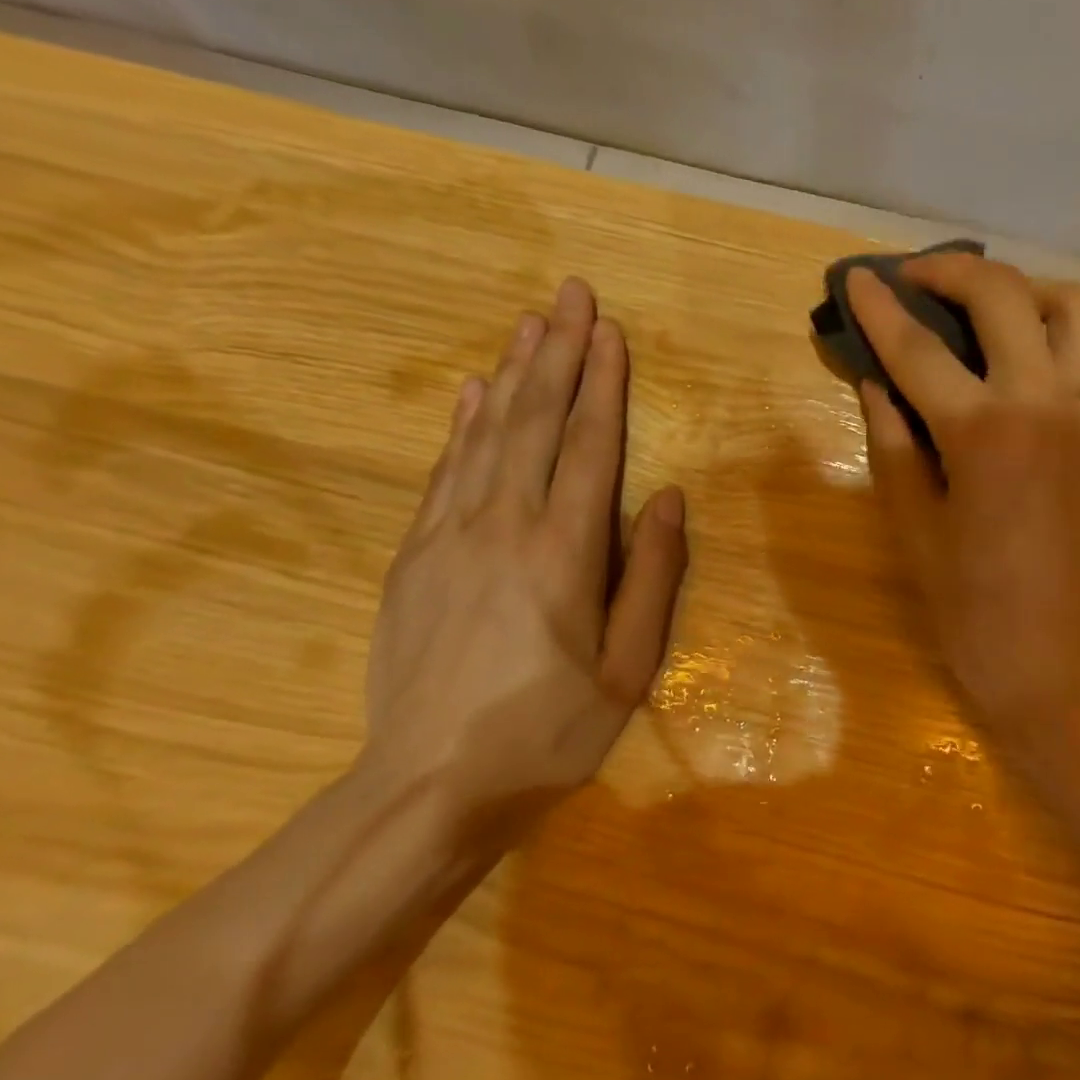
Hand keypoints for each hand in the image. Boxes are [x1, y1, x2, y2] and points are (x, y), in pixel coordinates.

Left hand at [359, 277, 687, 829]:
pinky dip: (463, 425)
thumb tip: (666, 497)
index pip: (588, 447)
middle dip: (558, 353)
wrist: (429, 785)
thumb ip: (652, 576)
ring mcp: (448, 537)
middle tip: (570, 294)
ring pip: (487, 435)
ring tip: (530, 323)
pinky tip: (474, 393)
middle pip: (534, 422)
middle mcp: (503, 526)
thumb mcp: (628, 668)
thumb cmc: (548, 732)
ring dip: (513, 374)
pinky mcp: (413, 557)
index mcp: (564, 553)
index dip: (603, 385)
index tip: (610, 330)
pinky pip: (444, 472)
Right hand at [847, 256, 1079, 737]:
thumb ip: (894, 447)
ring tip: (980, 308)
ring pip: (1075, 308)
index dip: (881, 310)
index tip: (856, 277)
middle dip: (953, 271)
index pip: (920, 350)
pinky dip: (1051, 334)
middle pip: (1005, 296)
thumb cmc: (978, 614)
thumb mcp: (916, 532)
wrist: (1071, 667)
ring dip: (1023, 289)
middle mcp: (1046, 404)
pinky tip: (1012, 364)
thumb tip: (877, 387)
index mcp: (985, 433)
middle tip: (913, 279)